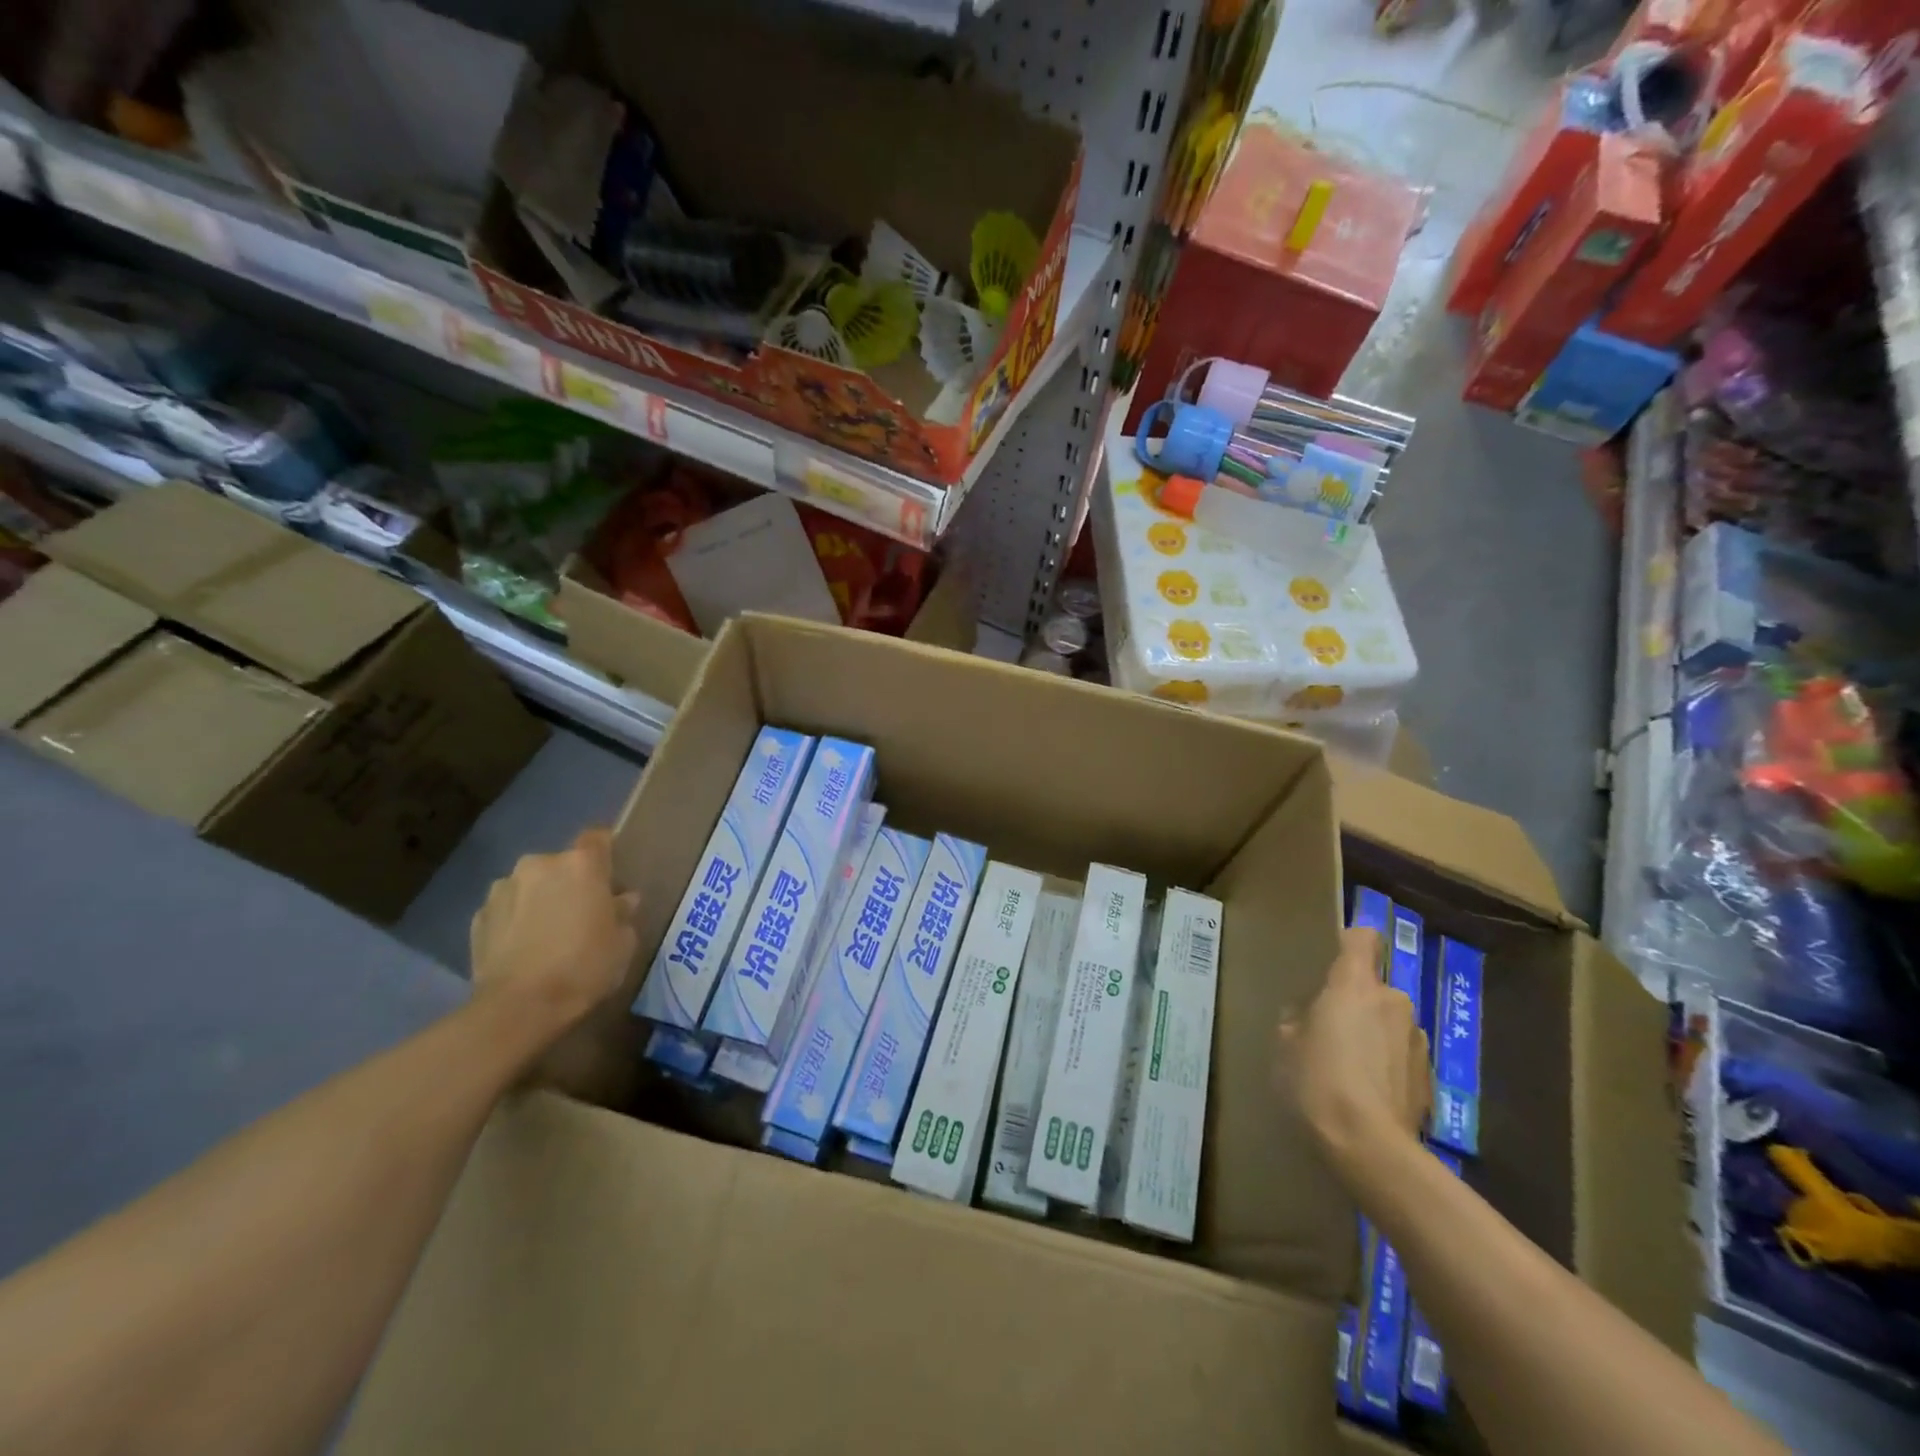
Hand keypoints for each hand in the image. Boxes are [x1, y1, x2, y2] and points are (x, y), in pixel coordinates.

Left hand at [470, 828, 638, 1032]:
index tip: (611, 876)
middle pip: (561, 863)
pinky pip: (506, 909)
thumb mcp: (623, 943)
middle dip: (570, 882)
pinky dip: (515, 921)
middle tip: (580, 913)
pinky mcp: (477, 917)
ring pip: (530, 885)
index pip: (598, 838)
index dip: (605, 853)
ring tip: (547, 933)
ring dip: (539, 899)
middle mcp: (539, 864)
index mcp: (581, 864)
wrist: (518, 1008)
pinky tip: (522, 948)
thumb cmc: (584, 967)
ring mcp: (502, 888)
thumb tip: (621, 900)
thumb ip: (623, 914)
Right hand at [1278, 927, 1430, 1171]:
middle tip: (1328, 1031)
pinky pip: (1401, 1058)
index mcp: (1354, 985)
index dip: (1350, 943)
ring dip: (1374, 1036)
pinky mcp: (1430, 1079)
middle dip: (1356, 1004)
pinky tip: (1368, 1097)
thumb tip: (1310, 1017)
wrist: (1369, 1148)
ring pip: (1390, 1024)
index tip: (1333, 960)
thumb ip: (1299, 1019)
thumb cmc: (1316, 1081)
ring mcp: (1416, 1041)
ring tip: (1350, 1070)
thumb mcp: (1285, 1044)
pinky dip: (1387, 1068)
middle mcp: (1393, 1002)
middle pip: (1375, 987)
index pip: (1363, 939)